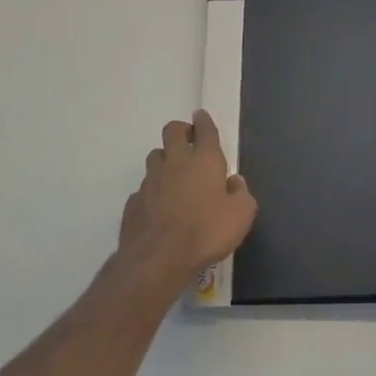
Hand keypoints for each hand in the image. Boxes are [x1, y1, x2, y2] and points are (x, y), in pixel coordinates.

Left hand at [118, 110, 256, 290]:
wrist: (159, 259)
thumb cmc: (206, 232)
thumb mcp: (241, 215)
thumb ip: (241, 194)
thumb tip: (234, 183)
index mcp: (204, 160)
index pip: (204, 130)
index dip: (203, 121)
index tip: (201, 117)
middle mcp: (175, 162)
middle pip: (172, 131)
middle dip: (181, 131)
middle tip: (189, 141)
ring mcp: (150, 181)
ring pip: (155, 157)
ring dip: (165, 159)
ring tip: (174, 175)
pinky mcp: (134, 201)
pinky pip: (144, 187)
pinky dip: (153, 191)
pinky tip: (159, 206)